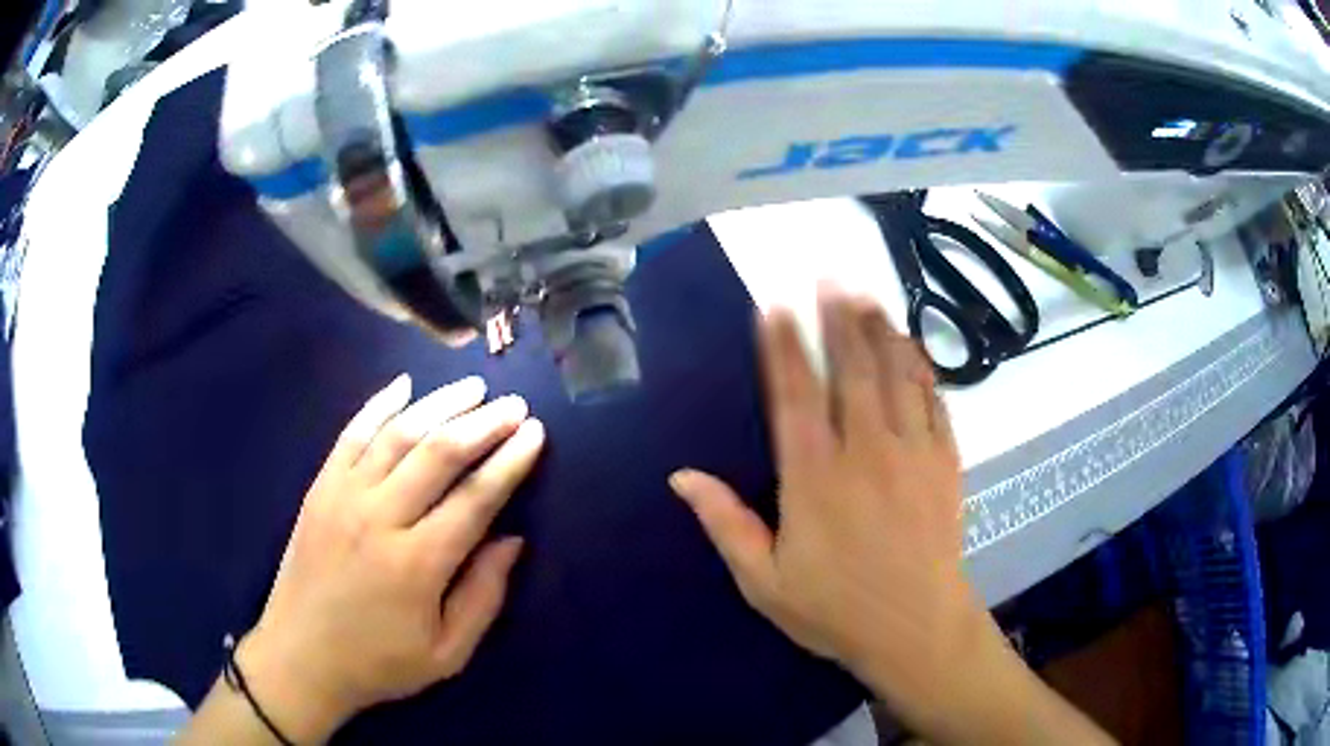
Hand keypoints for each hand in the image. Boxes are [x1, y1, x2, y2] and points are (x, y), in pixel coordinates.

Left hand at [238, 374, 544, 741]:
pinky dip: (379, 405)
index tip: (536, 433)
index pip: (475, 497)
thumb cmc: (379, 662)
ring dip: (440, 405)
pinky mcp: (320, 488)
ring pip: (398, 434)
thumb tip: (512, 540)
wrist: (301, 656)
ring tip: (473, 387)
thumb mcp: (447, 653)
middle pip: (439, 454)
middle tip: (514, 405)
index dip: (510, 462)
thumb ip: (483, 597)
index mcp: (418, 564)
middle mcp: (380, 518)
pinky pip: (351, 434)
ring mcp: (344, 496)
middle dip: (484, 423)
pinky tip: (404, 386)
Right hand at [669, 286, 986, 723]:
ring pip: (896, 375)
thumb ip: (726, 524)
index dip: (783, 344)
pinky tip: (913, 347)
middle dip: (837, 318)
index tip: (774, 305)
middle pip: (852, 368)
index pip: (795, 394)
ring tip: (867, 294)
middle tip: (829, 275)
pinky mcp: (945, 462)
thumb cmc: (835, 609)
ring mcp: (912, 452)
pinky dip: (922, 368)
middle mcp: (865, 451)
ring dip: (880, 330)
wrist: (916, 627)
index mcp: (815, 477)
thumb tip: (682, 476)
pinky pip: (934, 402)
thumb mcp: (765, 581)